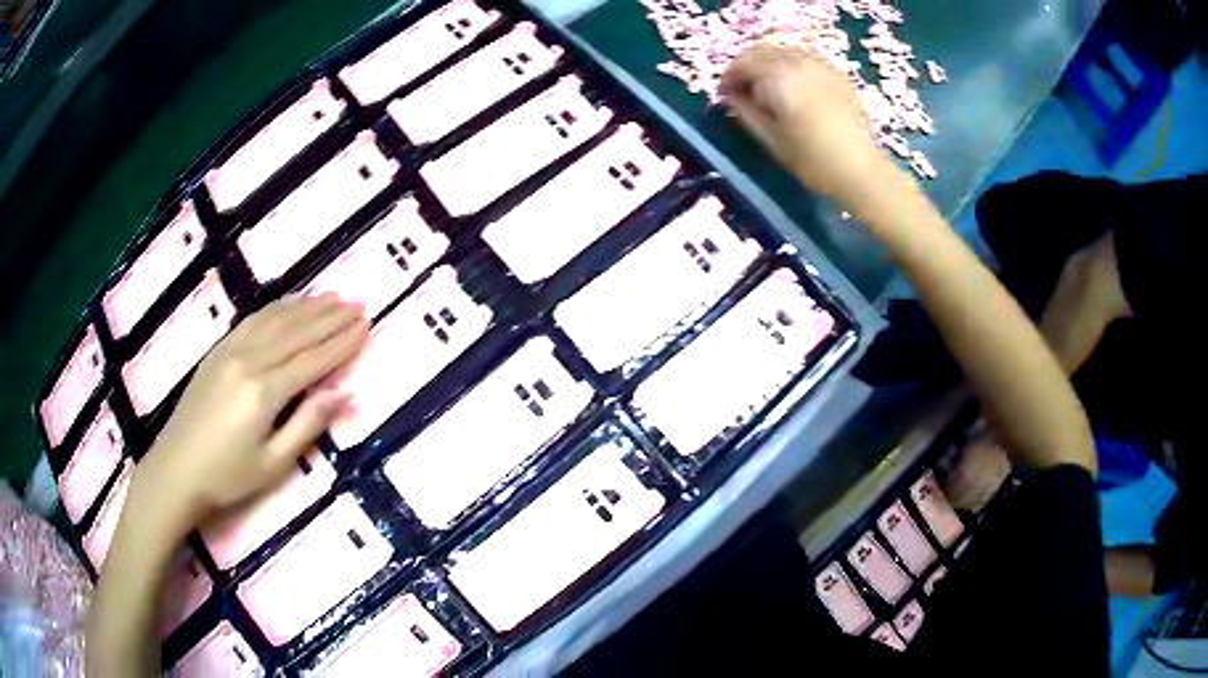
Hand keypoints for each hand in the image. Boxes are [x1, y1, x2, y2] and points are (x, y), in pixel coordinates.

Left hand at [134, 294, 368, 527]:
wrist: (176, 470)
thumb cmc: (227, 477)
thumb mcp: (274, 464)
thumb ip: (308, 426)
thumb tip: (344, 395)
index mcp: (264, 391)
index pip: (313, 360)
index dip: (341, 342)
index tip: (366, 324)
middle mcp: (249, 361)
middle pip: (297, 332)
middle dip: (330, 317)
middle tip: (358, 302)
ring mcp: (230, 351)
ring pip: (276, 320)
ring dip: (307, 306)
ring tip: (332, 296)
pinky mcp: (218, 351)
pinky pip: (253, 320)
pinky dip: (277, 308)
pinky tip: (290, 303)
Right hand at [720, 44, 901, 203]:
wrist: (860, 169)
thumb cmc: (812, 160)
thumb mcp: (770, 139)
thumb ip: (746, 111)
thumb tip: (731, 95)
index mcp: (778, 79)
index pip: (743, 64)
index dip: (729, 77)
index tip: (725, 94)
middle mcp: (798, 63)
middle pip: (763, 50)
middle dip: (748, 65)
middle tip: (744, 88)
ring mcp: (820, 65)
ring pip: (785, 50)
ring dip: (771, 63)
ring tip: (770, 86)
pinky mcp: (837, 74)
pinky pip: (807, 58)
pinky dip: (793, 65)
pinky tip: (796, 86)